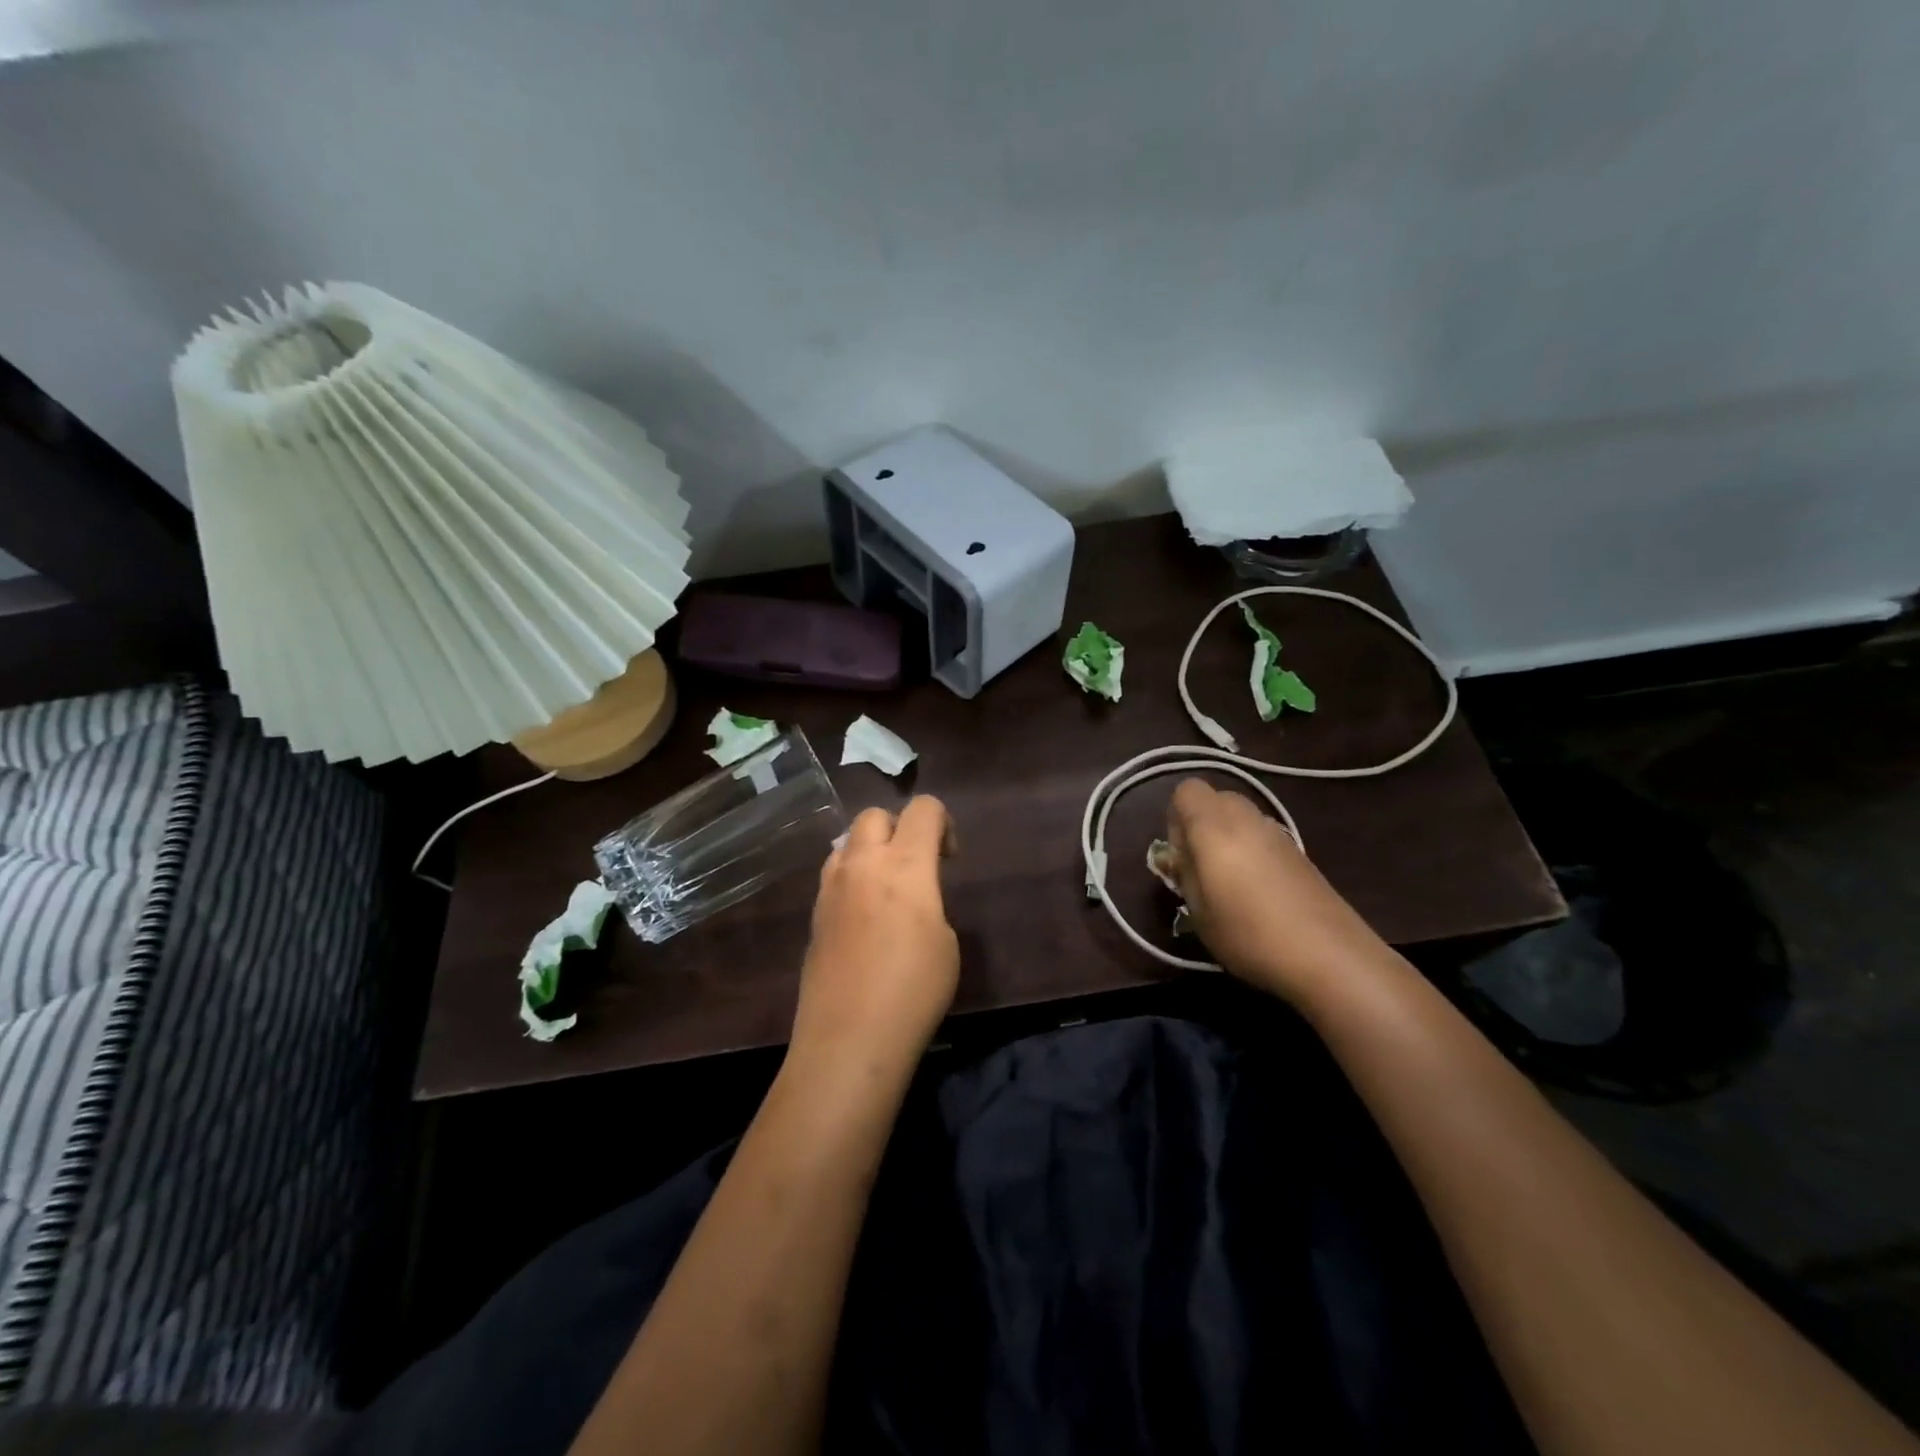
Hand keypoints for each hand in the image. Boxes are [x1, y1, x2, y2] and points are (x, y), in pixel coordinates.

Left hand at [791, 796, 959, 1071]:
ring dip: (870, 850)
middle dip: (899, 827)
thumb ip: (929, 902)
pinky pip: (834, 875)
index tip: (949, 858)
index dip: (943, 821)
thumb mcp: (945, 942)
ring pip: (847, 842)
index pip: (923, 809)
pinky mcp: (814, 914)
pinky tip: (864, 918)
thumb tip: (912, 899)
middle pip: (875, 815)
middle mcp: (862, 863)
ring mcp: (830, 887)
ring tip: (886, 890)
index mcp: (904, 864)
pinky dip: (852, 878)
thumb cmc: (914, 990)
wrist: (849, 1037)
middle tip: (916, 865)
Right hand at [1165, 778, 1386, 1002]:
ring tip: (1230, 885)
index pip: (1187, 790)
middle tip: (1201, 868)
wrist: (1330, 956)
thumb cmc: (1249, 933)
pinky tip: (1259, 894)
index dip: (1175, 818)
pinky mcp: (1300, 853)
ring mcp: (1279, 834)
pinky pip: (1264, 837)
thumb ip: (1184, 874)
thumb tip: (1180, 856)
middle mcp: (1248, 819)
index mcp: (1215, 826)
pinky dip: (1253, 853)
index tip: (1180, 855)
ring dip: (1228, 839)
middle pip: (1217, 799)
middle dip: (1201, 825)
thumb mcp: (1198, 911)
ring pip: (1242, 818)